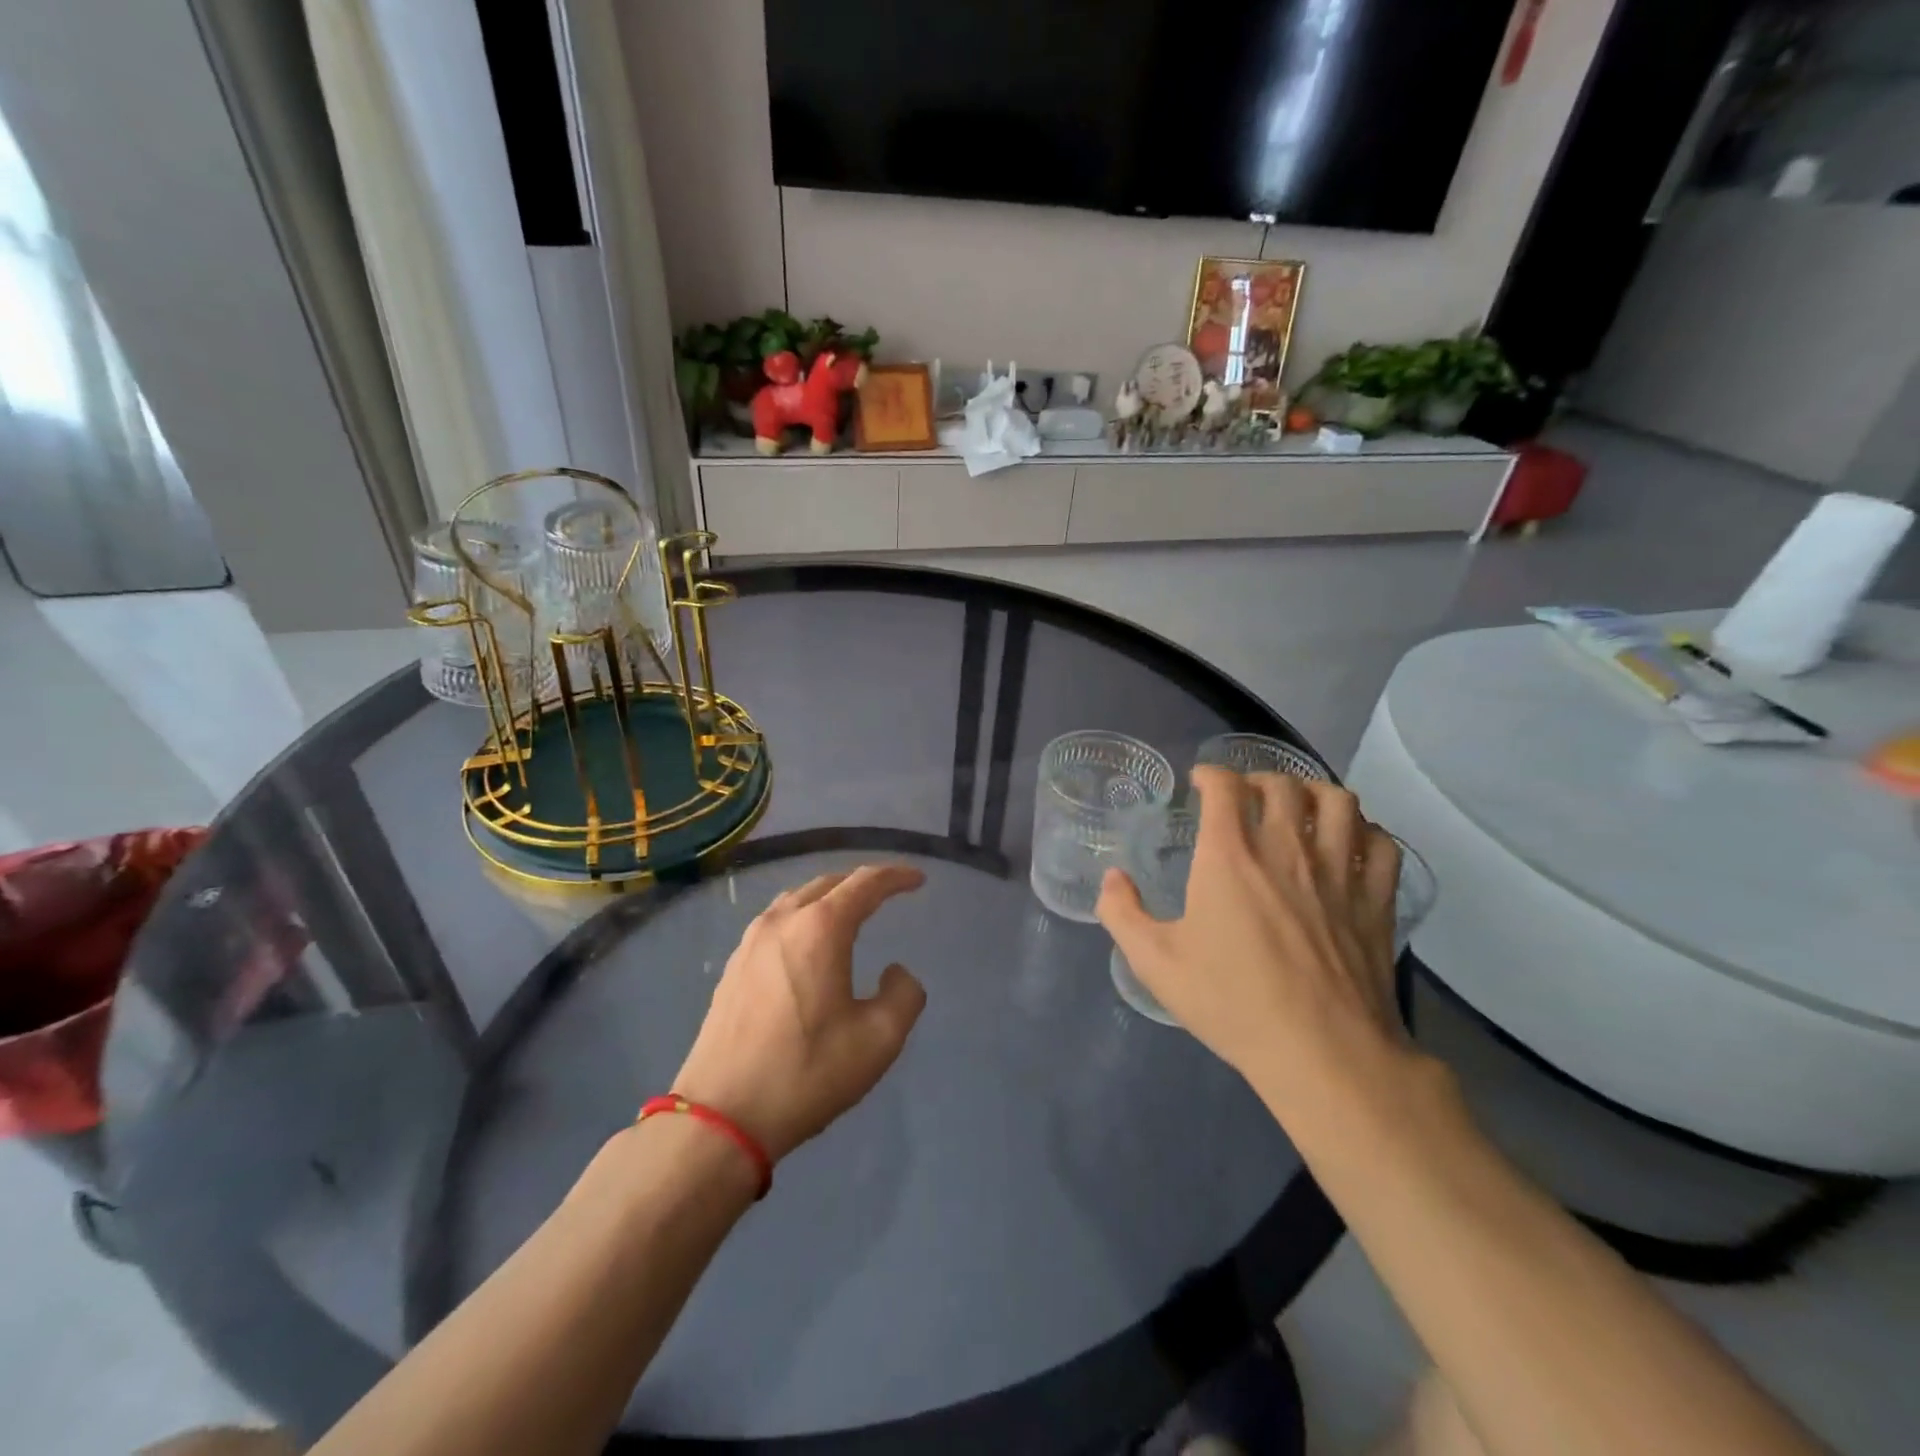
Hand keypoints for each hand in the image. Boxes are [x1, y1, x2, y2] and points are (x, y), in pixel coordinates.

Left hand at [671, 864, 927, 1161]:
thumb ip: (904, 995)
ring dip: (829, 897)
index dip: (895, 876)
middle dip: (862, 882)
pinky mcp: (733, 965)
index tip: (917, 879)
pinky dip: (803, 917)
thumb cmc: (806, 1072)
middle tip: (888, 892)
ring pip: (798, 899)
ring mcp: (751, 941)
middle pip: (829, 883)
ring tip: (850, 911)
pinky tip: (808, 943)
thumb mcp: (878, 1040)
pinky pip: (776, 921)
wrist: (721, 1116)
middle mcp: (783, 921)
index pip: (865, 883)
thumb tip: (895, 972)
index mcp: (820, 929)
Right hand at [1097, 769, 1414, 1120]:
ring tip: (1300, 807)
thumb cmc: (1232, 1002)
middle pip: (1281, 784)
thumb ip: (1122, 913)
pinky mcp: (1377, 900)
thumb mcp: (1155, 963)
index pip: (1225, 786)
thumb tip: (1112, 878)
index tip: (1201, 783)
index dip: (1211, 774)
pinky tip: (1351, 844)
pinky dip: (1365, 832)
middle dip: (1258, 779)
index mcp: (1229, 856)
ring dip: (1314, 793)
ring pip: (1338, 801)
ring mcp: (1338, 871)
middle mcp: (1286, 848)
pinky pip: (1381, 843)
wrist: (1322, 1052)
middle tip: (1245, 796)